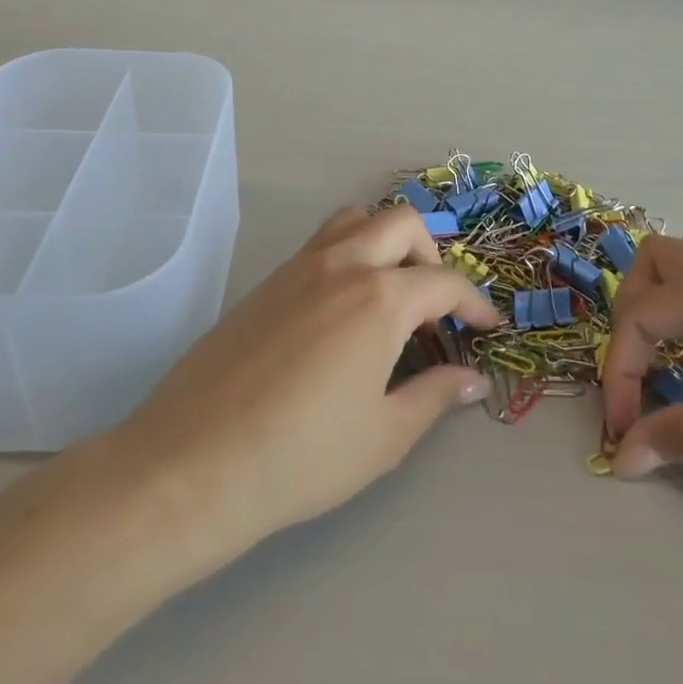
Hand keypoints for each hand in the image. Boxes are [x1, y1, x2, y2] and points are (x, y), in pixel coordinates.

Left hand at [110, 205, 499, 557]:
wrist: (194, 462)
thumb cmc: (301, 456)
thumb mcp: (383, 435)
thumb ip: (434, 396)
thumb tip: (471, 379)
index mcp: (379, 297)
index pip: (443, 282)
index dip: (474, 303)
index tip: (488, 327)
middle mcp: (342, 265)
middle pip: (401, 224)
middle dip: (431, 255)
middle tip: (435, 306)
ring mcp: (299, 267)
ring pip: (355, 220)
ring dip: (384, 241)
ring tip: (389, 294)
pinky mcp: (267, 281)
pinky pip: (320, 244)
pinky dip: (347, 254)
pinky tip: (342, 312)